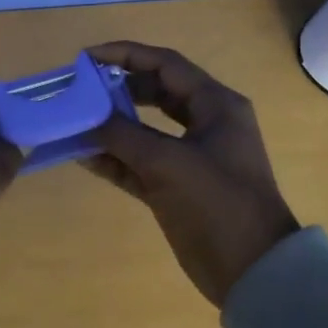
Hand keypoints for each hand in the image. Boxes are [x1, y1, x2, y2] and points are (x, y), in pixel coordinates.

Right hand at [81, 41, 298, 307]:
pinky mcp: (177, 186)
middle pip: (154, 93)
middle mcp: (205, 123)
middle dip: (116, 90)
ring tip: (75, 121)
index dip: (125, 55)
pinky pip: (140, 162)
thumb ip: (122, 135)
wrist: (253, 272)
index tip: (87, 57)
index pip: (165, 65)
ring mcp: (191, 156)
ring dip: (111, 126)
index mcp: (215, 105)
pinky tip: (83, 156)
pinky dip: (115, 159)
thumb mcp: (167, 163)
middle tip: (80, 90)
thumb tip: (86, 117)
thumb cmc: (217, 204)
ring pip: (144, 129)